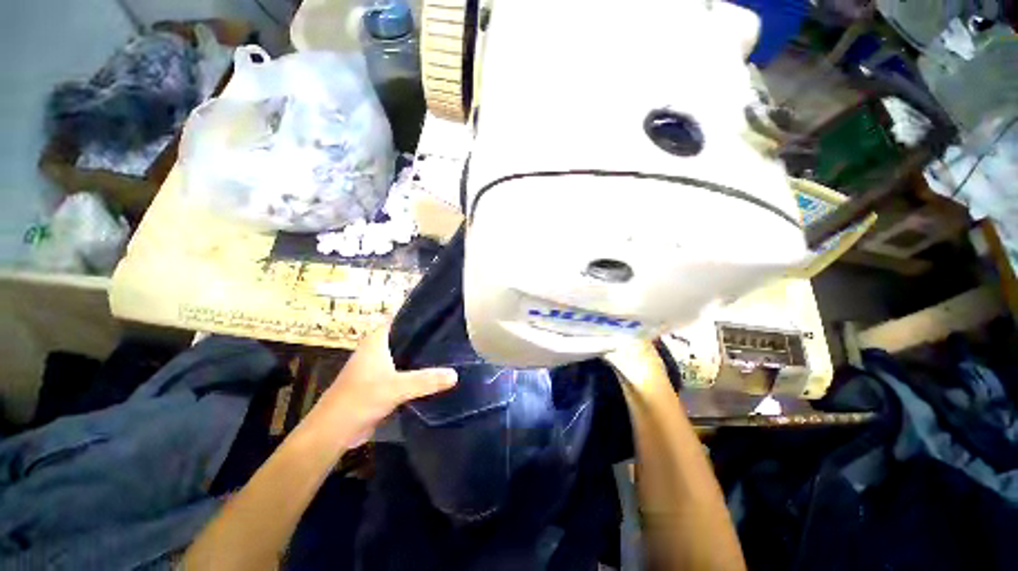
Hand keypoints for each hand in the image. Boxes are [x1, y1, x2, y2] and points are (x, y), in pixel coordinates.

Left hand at [307, 321, 457, 442]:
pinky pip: (406, 371)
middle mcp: (380, 349)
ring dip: (424, 354)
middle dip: (428, 335)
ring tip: (451, 349)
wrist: (334, 431)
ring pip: (408, 354)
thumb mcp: (396, 388)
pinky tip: (437, 372)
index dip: (421, 314)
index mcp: (378, 340)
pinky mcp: (383, 382)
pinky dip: (419, 370)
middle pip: (408, 337)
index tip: (444, 313)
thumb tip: (456, 374)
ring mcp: (381, 366)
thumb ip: (426, 380)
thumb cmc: (360, 399)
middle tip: (454, 333)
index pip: (403, 318)